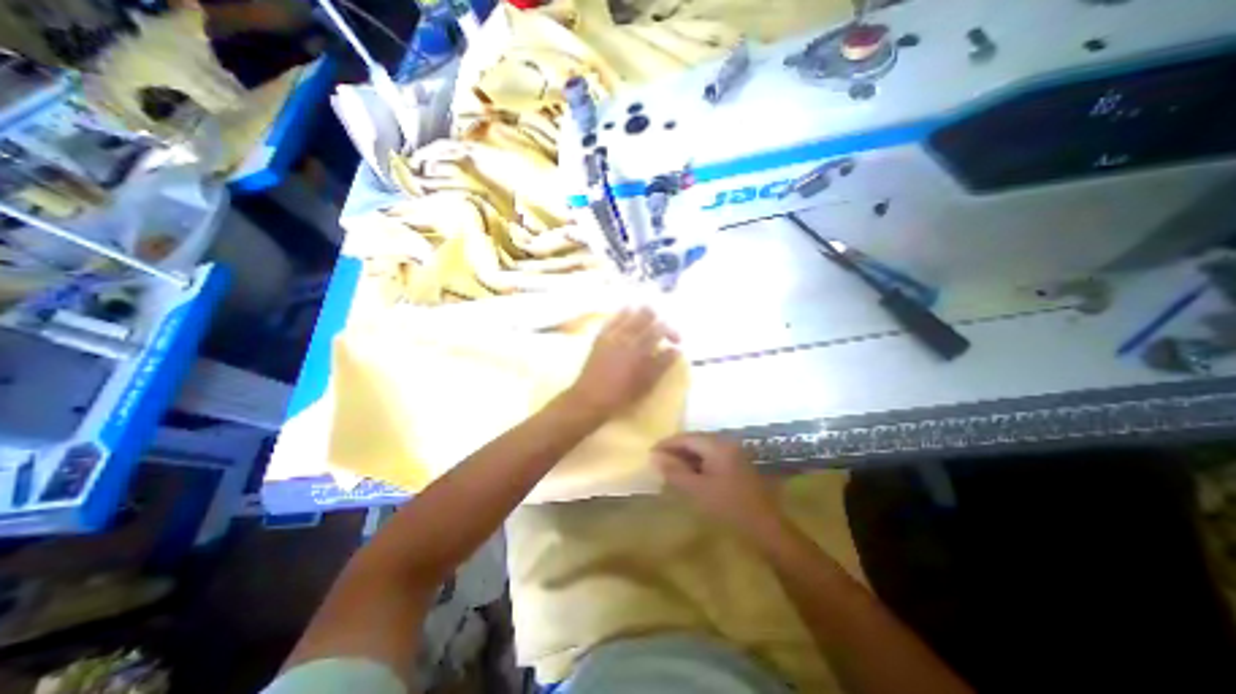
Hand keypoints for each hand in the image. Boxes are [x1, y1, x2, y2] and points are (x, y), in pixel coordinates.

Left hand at [567, 306, 675, 417]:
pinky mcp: (600, 336)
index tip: (676, 341)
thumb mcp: (647, 384)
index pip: (661, 327)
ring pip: (628, 310)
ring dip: (640, 314)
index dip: (672, 331)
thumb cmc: (621, 396)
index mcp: (639, 348)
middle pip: (646, 312)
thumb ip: (662, 364)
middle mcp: (625, 336)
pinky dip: (623, 316)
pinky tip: (627, 323)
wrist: (590, 399)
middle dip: (658, 318)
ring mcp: (611, 333)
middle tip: (661, 330)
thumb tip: (676, 349)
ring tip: (645, 325)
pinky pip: (613, 317)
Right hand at [651, 435, 774, 536]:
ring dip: (686, 458)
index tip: (650, 453)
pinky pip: (711, 458)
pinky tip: (689, 476)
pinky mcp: (737, 465)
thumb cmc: (729, 508)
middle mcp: (726, 443)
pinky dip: (698, 464)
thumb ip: (674, 471)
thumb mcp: (697, 490)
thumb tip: (654, 457)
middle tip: (658, 462)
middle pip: (695, 440)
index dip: (666, 444)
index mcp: (717, 445)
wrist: (766, 528)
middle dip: (675, 450)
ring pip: (703, 449)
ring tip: (670, 469)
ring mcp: (734, 453)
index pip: (686, 437)